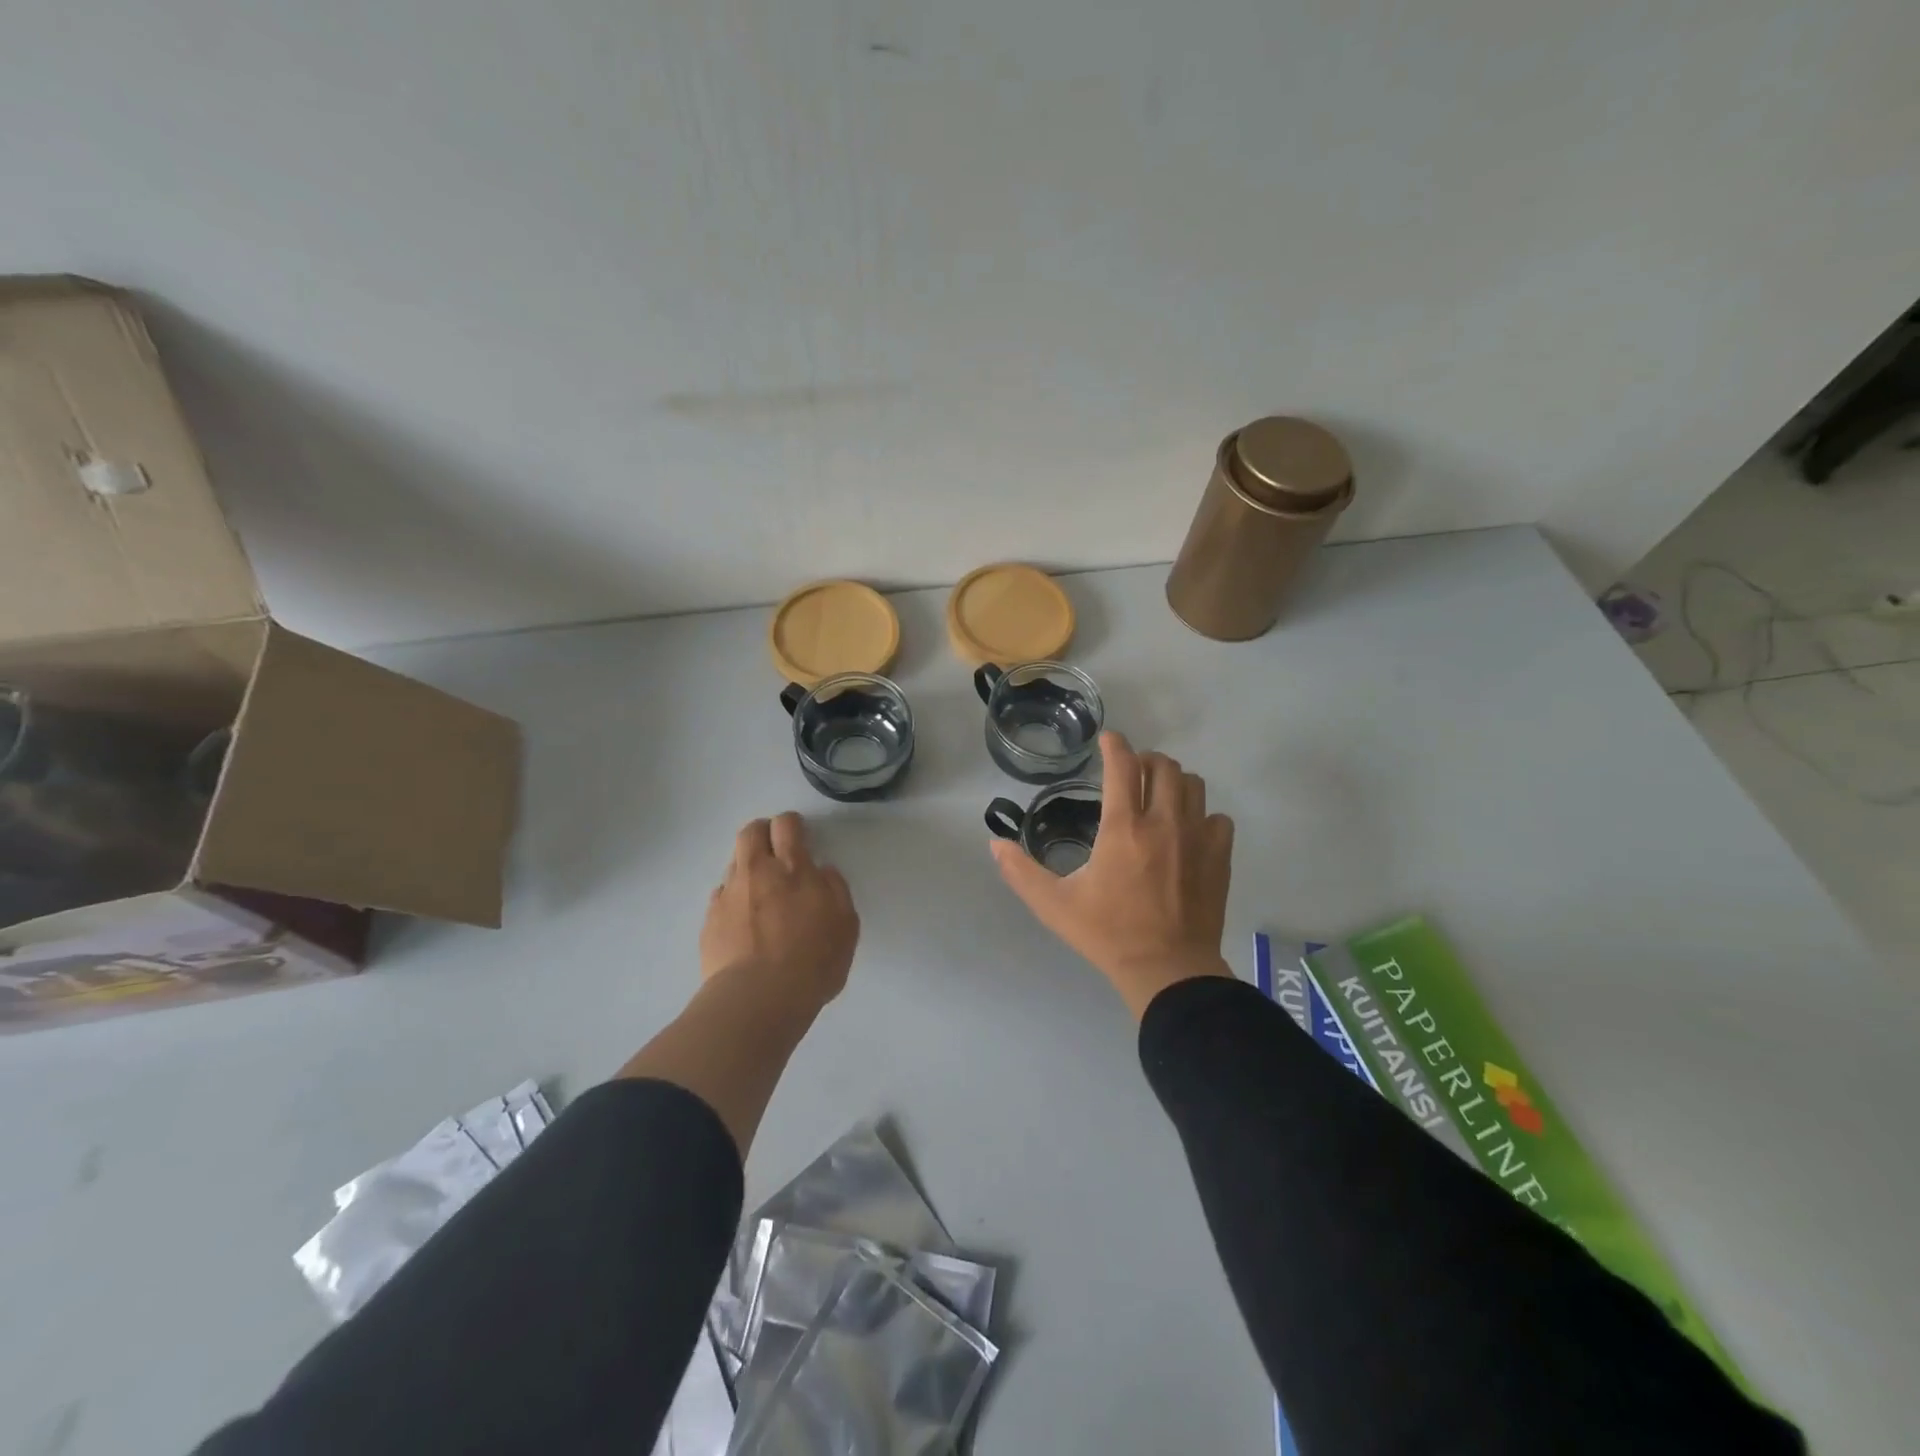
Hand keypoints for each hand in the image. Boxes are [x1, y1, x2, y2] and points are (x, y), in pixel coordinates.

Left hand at [702, 812, 859, 1016]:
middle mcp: (757, 872)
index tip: (799, 837)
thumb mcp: (846, 925)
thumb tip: (822, 871)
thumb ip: (835, 889)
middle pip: (751, 832)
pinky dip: (733, 899)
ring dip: (748, 868)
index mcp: (793, 868)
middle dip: (763, 832)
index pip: (786, 825)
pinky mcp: (710, 920)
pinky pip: (721, 896)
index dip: (792, 825)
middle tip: (775, 850)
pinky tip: (743, 922)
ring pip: (734, 863)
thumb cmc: (813, 961)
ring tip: (760, 893)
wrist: (758, 999)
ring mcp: (729, 895)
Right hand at [992, 731, 1234, 1017]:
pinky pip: (1217, 817)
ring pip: (1192, 784)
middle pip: (1163, 765)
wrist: (1168, 970)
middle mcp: (1163, 822)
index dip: (1114, 744)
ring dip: (1173, 782)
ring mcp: (1197, 837)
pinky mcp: (1220, 856)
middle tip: (1130, 774)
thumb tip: (995, 844)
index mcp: (1123, 828)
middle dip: (1144, 760)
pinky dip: (1202, 815)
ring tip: (1158, 796)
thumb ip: (1021, 871)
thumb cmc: (1107, 934)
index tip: (1107, 740)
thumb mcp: (1054, 905)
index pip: (1123, 765)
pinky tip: (1188, 831)